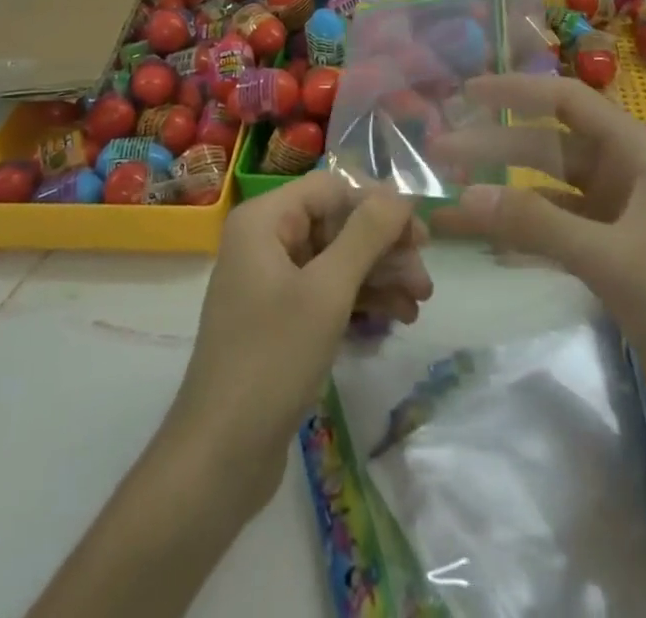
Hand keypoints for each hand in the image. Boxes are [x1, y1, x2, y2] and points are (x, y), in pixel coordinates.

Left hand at [167, 170, 432, 504]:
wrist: (220, 456)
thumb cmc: (272, 359)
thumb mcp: (327, 291)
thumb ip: (366, 235)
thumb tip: (401, 192)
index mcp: (265, 220)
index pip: (331, 189)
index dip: (377, 204)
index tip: (419, 233)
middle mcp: (265, 240)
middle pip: (337, 223)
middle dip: (384, 247)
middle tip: (425, 276)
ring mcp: (271, 281)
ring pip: (337, 259)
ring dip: (380, 275)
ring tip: (420, 302)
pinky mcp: (280, 318)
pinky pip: (327, 291)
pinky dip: (361, 300)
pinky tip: (397, 317)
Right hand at [430, 75, 645, 465]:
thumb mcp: (612, 258)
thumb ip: (538, 223)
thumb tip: (466, 194)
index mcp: (640, 156)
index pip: (569, 102)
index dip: (517, 91)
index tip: (467, 94)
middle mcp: (629, 179)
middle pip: (551, 149)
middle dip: (496, 148)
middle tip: (438, 153)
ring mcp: (623, 223)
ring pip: (551, 195)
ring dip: (504, 198)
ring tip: (450, 205)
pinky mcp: (617, 265)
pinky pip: (559, 235)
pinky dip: (524, 236)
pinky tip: (487, 243)